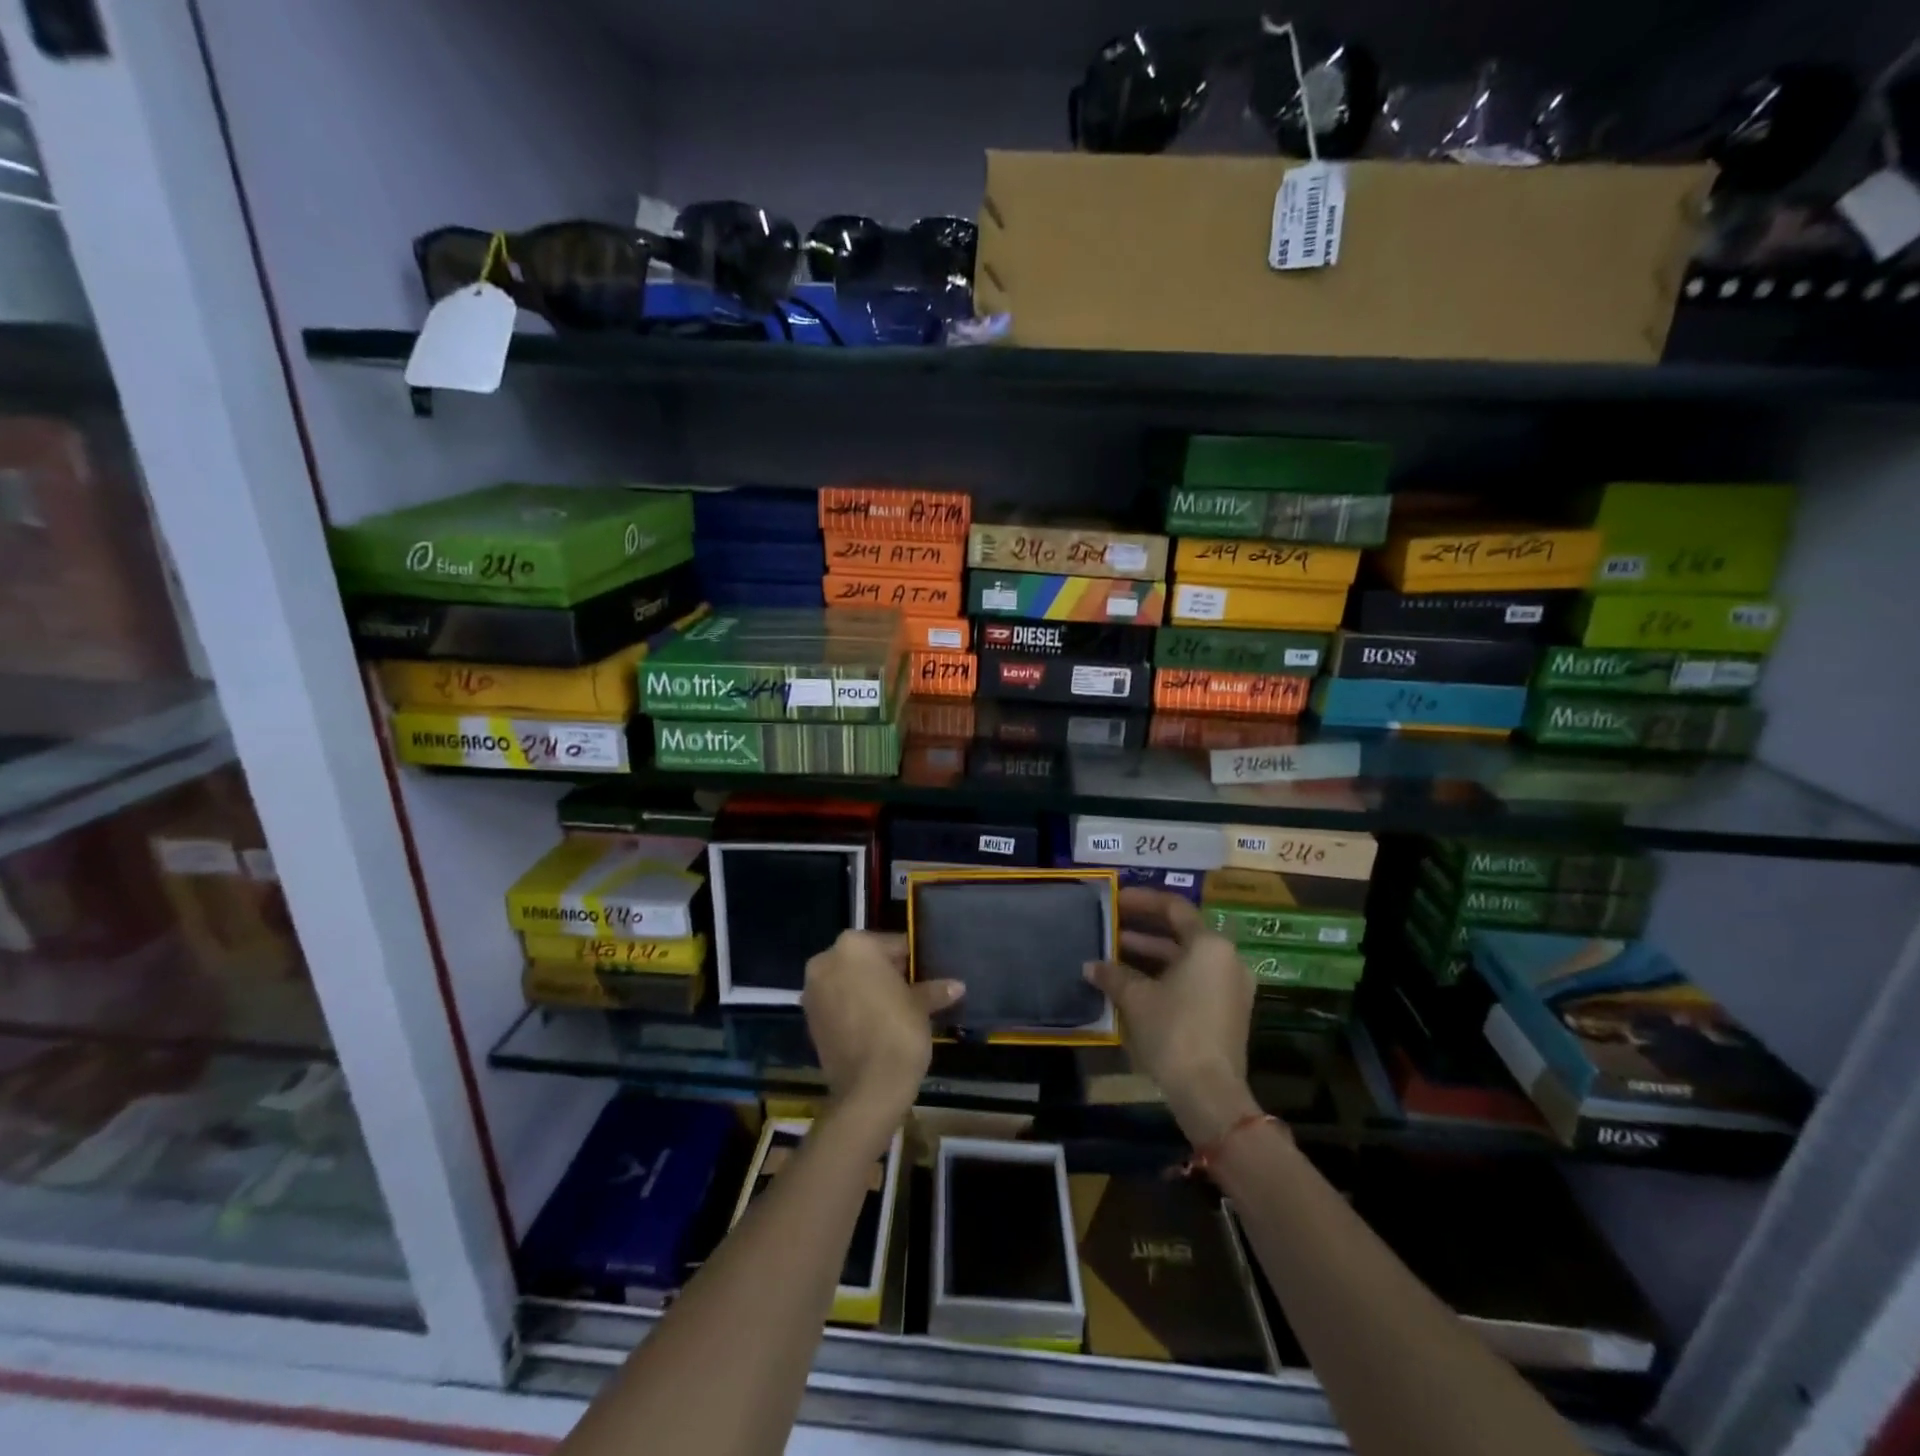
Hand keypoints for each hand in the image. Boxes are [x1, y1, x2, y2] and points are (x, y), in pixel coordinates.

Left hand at [803, 931, 963, 1128]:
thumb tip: (957, 986)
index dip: (910, 960)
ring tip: (895, 1009)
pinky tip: (875, 1024)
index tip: (925, 974)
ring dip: (867, 990)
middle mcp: (827, 960)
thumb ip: (933, 990)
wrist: (869, 1087)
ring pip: (848, 980)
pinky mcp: (809, 1019)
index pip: (891, 944)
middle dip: (886, 973)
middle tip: (912, 991)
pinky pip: (837, 1003)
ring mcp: (813, 990)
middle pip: (865, 960)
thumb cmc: (898, 1031)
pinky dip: (853, 1008)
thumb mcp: (920, 1006)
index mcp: (854, 945)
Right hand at [1086, 888, 1260, 1145]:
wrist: (1210, 1093)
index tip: (1115, 900)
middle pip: (1181, 932)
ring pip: (1186, 959)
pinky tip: (1133, 983)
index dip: (1142, 900)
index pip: (1173, 907)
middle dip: (1143, 930)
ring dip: (1151, 955)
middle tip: (1110, 927)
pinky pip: (1193, 980)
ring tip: (1113, 955)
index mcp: (1209, 944)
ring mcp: (1231, 987)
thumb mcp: (1136, 998)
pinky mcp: (1228, 1012)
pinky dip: (1166, 976)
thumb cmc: (1174, 1031)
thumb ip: (1113, 974)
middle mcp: (1226, 958)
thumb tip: (1090, 966)